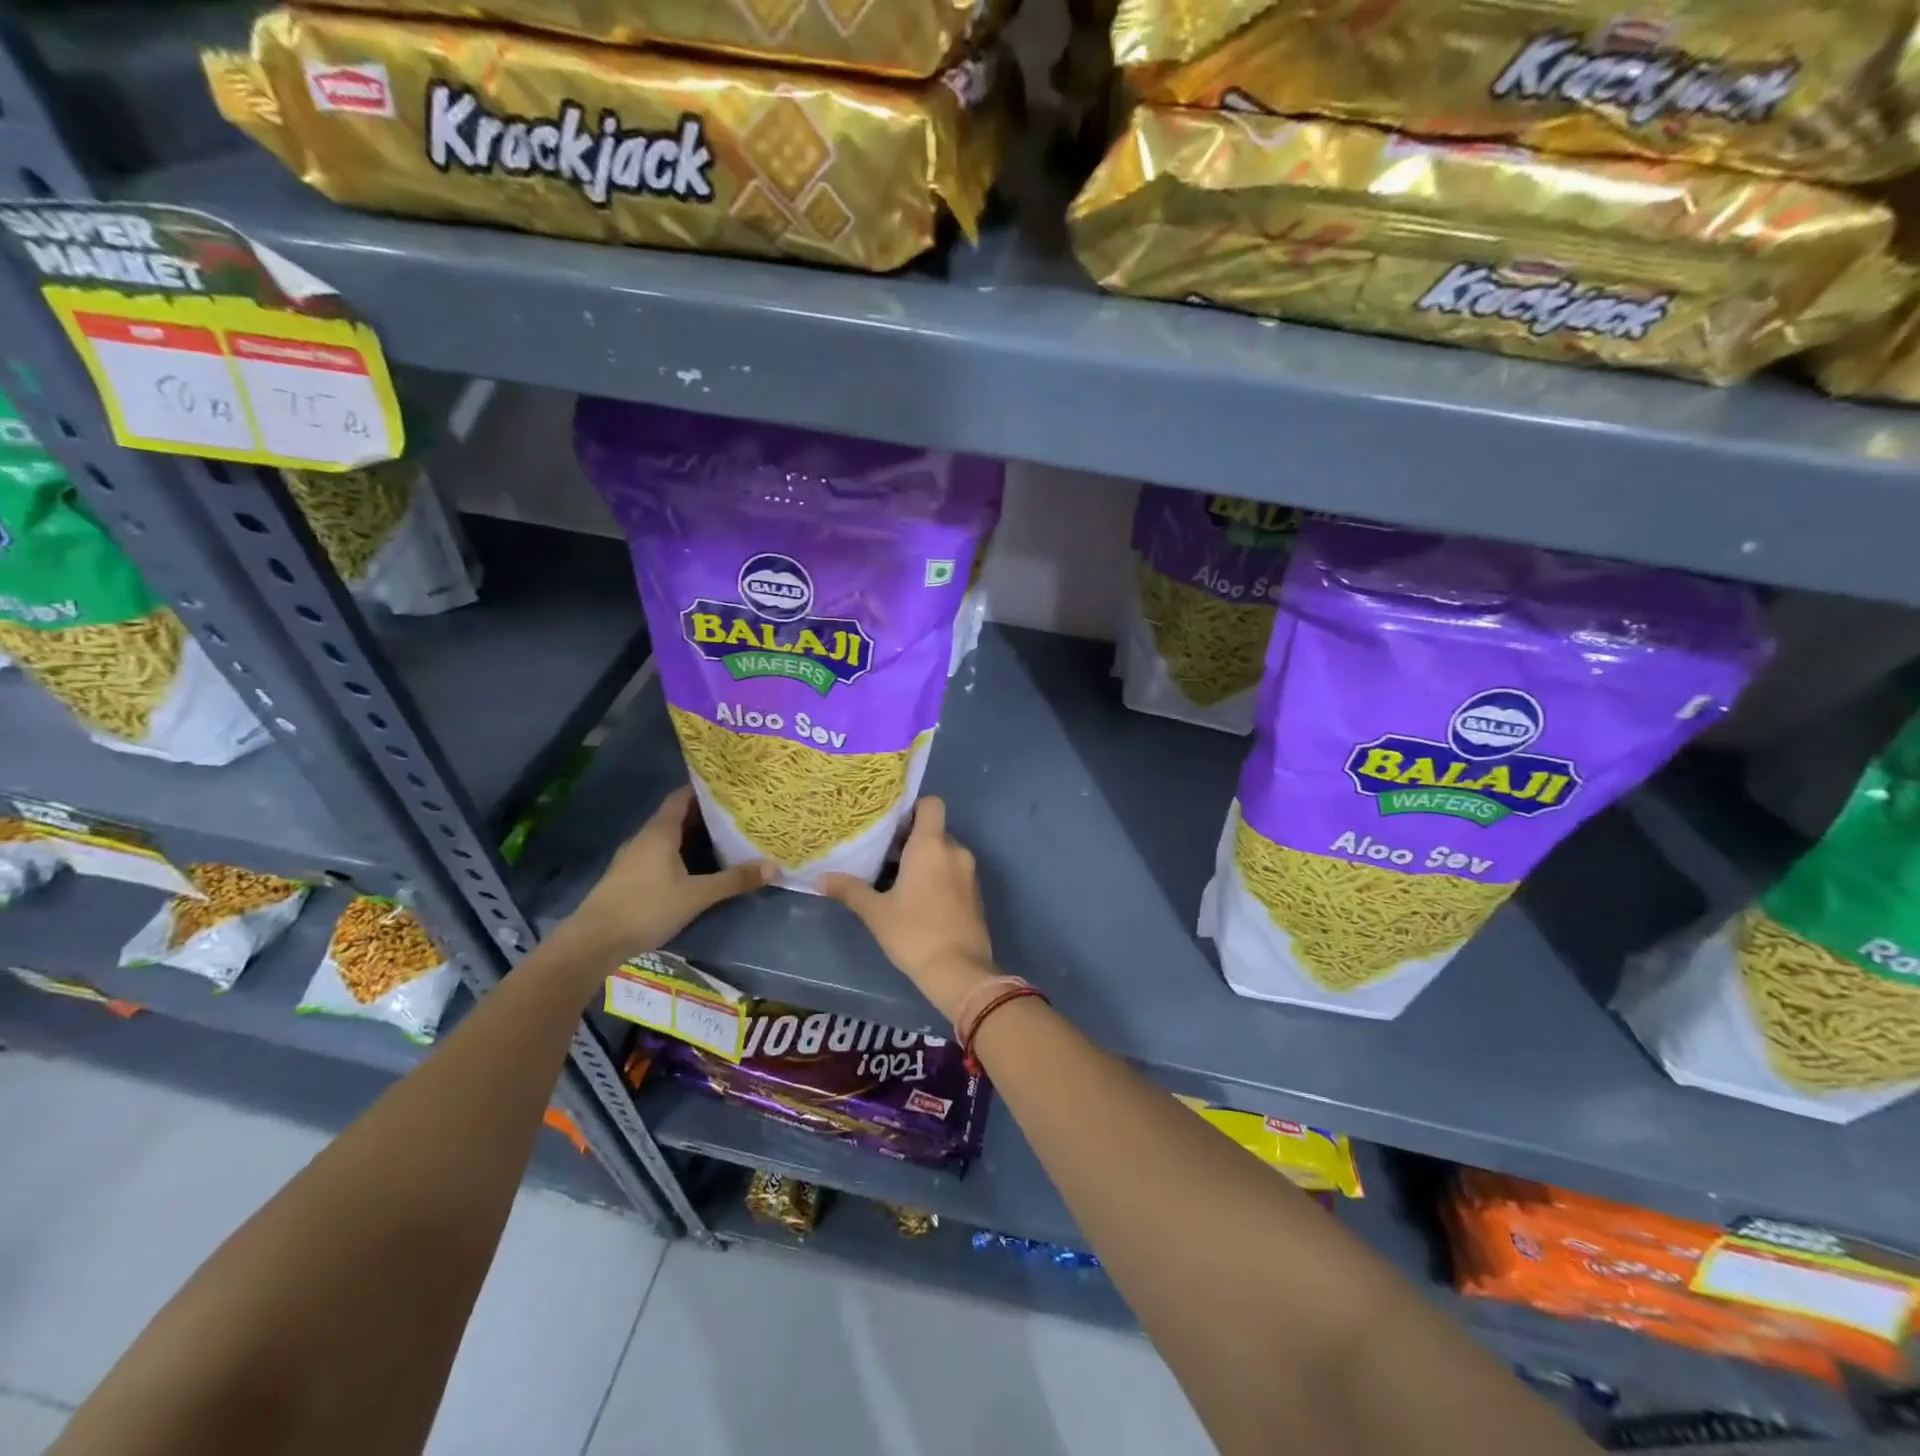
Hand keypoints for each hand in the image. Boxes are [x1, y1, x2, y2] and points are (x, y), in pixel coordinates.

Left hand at [567, 787, 772, 959]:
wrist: (594, 941)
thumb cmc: (647, 908)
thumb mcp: (697, 895)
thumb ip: (734, 880)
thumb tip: (774, 868)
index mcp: (660, 832)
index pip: (682, 797)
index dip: (704, 790)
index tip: (730, 788)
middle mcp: (645, 838)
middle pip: (677, 816)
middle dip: (705, 815)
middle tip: (737, 814)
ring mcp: (634, 858)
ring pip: (668, 837)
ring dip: (693, 836)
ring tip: (724, 838)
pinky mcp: (629, 877)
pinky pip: (660, 854)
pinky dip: (680, 853)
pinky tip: (697, 867)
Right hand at [822, 797, 995, 1021]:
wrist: (959, 971)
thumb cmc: (914, 933)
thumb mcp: (876, 912)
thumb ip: (850, 890)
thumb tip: (820, 878)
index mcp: (931, 845)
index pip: (930, 804)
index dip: (912, 808)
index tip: (891, 826)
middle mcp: (954, 850)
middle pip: (933, 830)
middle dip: (911, 840)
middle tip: (883, 857)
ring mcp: (969, 872)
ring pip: (944, 852)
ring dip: (924, 860)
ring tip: (897, 880)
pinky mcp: (976, 893)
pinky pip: (954, 872)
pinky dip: (938, 876)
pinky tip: (918, 900)